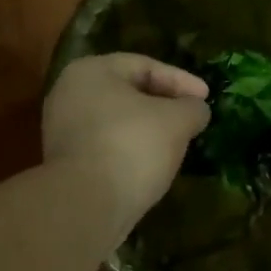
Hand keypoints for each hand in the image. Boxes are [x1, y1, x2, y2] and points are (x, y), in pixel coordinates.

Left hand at [43, 53, 210, 230]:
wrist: (86, 204)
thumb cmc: (132, 146)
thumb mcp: (176, 121)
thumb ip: (192, 108)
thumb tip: (196, 110)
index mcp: (91, 71)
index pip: (145, 66)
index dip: (181, 80)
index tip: (206, 98)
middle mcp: (69, 94)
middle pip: (128, 93)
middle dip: (164, 105)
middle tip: (192, 118)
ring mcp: (63, 130)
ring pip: (117, 121)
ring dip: (148, 130)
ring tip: (177, 143)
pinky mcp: (66, 163)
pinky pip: (107, 146)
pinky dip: (132, 150)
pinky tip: (153, 165)